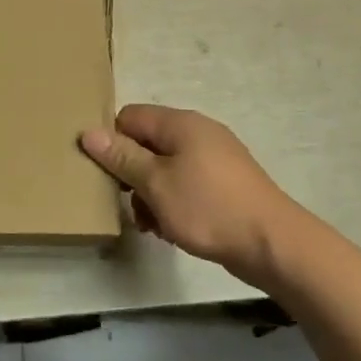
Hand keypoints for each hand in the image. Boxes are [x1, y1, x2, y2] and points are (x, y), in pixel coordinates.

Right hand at [81, 105, 310, 291]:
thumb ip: (121, 157)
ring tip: (151, 224)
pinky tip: (171, 228)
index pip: (129, 117)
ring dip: (150, 194)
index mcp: (180, 124)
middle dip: (131, 174)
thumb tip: (88, 132)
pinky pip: (186, 183)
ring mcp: (214, 157)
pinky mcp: (224, 183)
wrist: (272, 244)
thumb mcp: (155, 184)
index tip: (108, 175)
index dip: (113, 143)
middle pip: (146, 143)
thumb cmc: (208, 208)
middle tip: (128, 204)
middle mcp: (198, 132)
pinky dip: (173, 201)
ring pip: (164, 168)